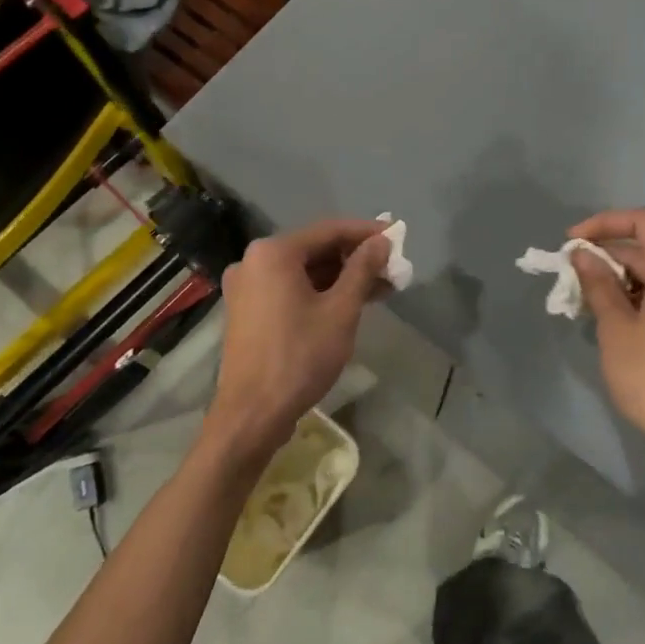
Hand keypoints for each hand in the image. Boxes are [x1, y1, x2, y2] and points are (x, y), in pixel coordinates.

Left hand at [202, 219, 389, 469]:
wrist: (252, 414)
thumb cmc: (300, 357)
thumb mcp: (340, 311)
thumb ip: (362, 270)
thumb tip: (381, 242)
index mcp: (273, 252)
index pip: (329, 230)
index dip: (366, 232)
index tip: (397, 237)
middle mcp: (254, 261)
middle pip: (314, 249)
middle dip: (355, 258)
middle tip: (392, 268)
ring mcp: (247, 287)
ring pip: (303, 271)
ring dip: (340, 277)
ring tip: (380, 288)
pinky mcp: (248, 310)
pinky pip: (290, 289)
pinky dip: (319, 292)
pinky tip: (349, 303)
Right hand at [569, 208, 644, 470]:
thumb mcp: (616, 328)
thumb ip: (599, 284)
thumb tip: (584, 255)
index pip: (644, 221)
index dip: (605, 223)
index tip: (573, 243)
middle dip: (608, 258)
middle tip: (572, 282)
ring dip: (623, 282)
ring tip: (590, 307)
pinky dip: (643, 300)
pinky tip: (620, 325)